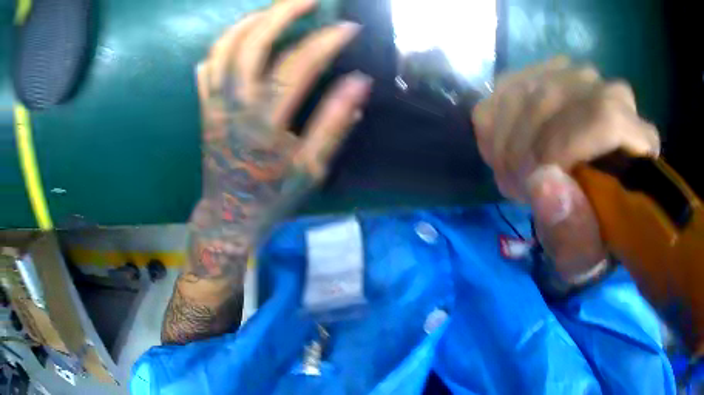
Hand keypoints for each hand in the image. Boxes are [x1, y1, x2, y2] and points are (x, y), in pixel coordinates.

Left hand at [190, 0, 369, 278]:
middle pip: (252, 45)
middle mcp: (235, 107)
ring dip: (250, 20)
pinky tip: (240, 32)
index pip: (297, 67)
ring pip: (224, 49)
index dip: (325, 41)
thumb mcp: (312, 168)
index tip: (349, 27)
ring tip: (275, 8)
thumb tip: (360, 82)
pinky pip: (207, 66)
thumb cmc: (272, 194)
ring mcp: (214, 104)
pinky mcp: (204, 107)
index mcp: (266, 125)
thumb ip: (334, 123)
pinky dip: (222, 43)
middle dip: (281, 13)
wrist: (229, 215)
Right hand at [472, 58, 659, 281]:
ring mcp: (580, 79)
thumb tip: (543, 182)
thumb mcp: (584, 255)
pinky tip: (506, 154)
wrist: (585, 206)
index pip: (605, 116)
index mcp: (640, 144)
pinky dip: (495, 126)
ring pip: (525, 90)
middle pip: (556, 98)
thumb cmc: (592, 237)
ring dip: (507, 141)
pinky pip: (505, 88)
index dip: (562, 148)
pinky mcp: (547, 74)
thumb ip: (572, 232)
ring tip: (514, 177)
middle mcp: (615, 95)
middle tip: (518, 191)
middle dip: (524, 151)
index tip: (535, 189)